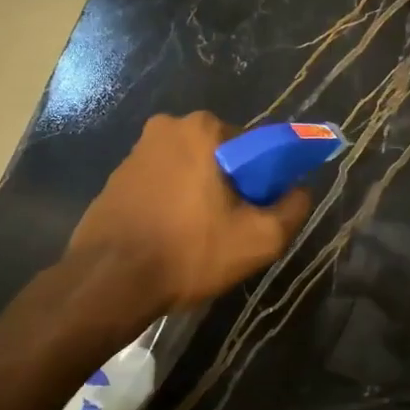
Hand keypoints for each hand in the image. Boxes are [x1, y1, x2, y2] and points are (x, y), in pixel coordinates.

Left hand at [69, 112, 312, 311]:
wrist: (108, 282)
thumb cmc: (189, 252)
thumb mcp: (259, 239)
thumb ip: (292, 208)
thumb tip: (301, 190)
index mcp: (203, 129)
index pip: (254, 148)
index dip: (263, 181)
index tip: (257, 212)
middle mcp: (167, 127)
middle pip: (220, 156)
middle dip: (230, 186)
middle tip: (230, 228)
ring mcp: (136, 152)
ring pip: (189, 170)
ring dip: (199, 195)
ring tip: (198, 239)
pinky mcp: (115, 178)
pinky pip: (160, 184)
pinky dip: (171, 203)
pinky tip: (170, 237)